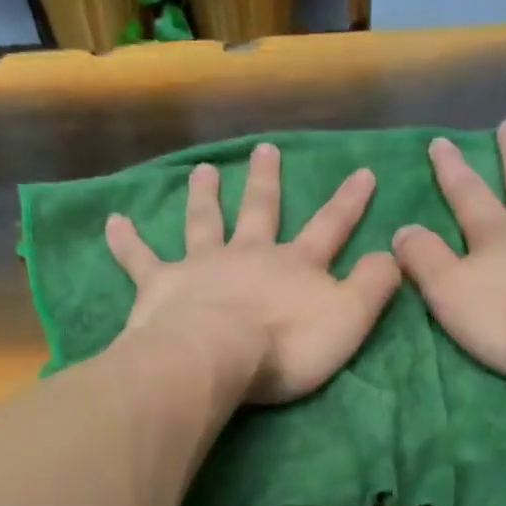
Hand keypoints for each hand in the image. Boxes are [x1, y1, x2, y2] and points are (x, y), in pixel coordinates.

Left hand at [105, 142, 401, 404]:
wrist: (217, 356)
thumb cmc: (287, 346)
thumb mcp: (349, 320)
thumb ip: (374, 286)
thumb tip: (393, 253)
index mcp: (295, 266)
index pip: (330, 227)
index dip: (349, 202)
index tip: (363, 171)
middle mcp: (249, 255)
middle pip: (261, 211)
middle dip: (267, 181)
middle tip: (265, 150)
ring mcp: (202, 266)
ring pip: (204, 222)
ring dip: (205, 196)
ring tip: (204, 170)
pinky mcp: (161, 285)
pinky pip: (140, 259)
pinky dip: (126, 241)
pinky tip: (113, 221)